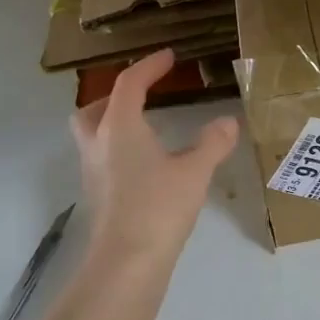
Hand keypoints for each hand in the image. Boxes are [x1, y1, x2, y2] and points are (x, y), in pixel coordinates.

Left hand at [71, 49, 238, 262]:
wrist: (126, 263)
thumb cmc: (158, 208)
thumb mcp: (194, 172)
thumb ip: (212, 143)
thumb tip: (228, 122)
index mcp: (119, 127)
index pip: (129, 84)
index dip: (149, 66)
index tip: (168, 57)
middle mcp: (98, 144)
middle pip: (93, 108)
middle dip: (114, 96)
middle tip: (140, 96)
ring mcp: (93, 172)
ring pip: (92, 135)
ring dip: (112, 123)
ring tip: (144, 128)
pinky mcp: (97, 196)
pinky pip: (101, 159)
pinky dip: (118, 150)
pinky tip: (145, 164)